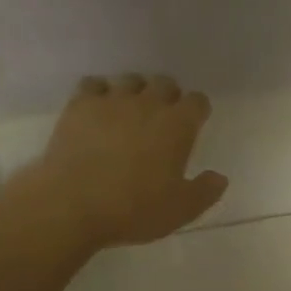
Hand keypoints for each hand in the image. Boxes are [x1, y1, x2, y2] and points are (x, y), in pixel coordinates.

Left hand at [24, 74, 227, 252]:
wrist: (71, 204)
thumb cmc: (133, 209)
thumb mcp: (180, 210)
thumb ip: (205, 191)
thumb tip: (219, 177)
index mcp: (178, 125)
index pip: (197, 101)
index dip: (197, 111)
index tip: (193, 124)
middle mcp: (149, 104)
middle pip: (165, 83)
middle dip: (168, 96)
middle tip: (162, 119)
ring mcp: (112, 100)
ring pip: (131, 80)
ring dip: (135, 92)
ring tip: (129, 112)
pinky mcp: (80, 105)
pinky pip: (94, 84)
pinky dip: (99, 93)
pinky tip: (97, 110)